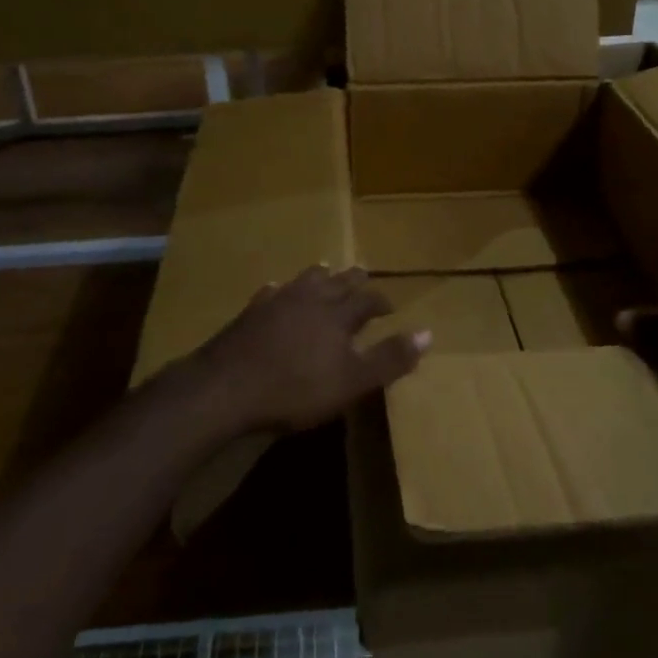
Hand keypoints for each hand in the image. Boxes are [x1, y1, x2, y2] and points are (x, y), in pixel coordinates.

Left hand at [184, 267, 430, 434]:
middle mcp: (310, 298)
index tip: (390, 305)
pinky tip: (276, 289)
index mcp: (338, 315)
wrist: (228, 386)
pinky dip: (280, 290)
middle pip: (336, 282)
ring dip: (318, 276)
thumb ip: (389, 358)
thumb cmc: (296, 388)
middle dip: (352, 279)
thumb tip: (429, 333)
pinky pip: (271, 292)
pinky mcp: (250, 312)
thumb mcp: (352, 381)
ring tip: (324, 269)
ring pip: (304, 280)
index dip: (381, 301)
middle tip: (362, 272)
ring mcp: (277, 301)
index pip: (367, 300)